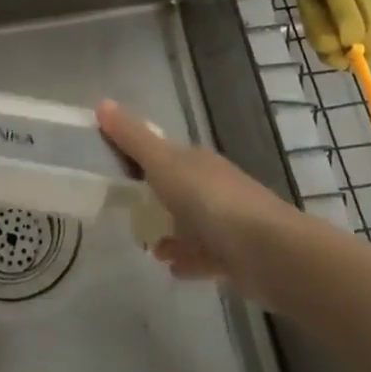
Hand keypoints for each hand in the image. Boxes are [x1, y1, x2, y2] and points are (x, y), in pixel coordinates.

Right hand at [97, 99, 294, 297]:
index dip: (138, 156)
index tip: (112, 168)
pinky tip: (170, 268)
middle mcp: (213, 185)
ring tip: (146, 244)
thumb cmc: (210, 200)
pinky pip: (204, 254)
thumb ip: (132, 138)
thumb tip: (102, 103)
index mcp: (196, 160)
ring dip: (170, 230)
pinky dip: (187, 258)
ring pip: (191, 222)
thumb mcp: (163, 164)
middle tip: (124, 208)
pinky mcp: (235, 256)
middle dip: (153, 195)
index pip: (163, 152)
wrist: (268, 252)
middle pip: (177, 186)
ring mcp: (227, 221)